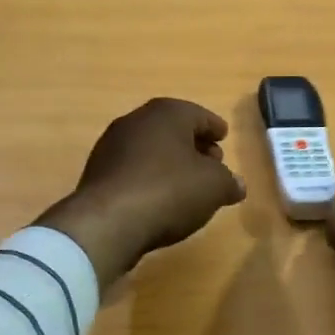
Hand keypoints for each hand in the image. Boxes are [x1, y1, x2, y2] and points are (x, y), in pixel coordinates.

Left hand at [38, 98, 245, 283]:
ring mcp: (111, 145)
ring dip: (170, 162)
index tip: (223, 137)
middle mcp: (136, 120)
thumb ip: (229, 182)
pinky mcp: (97, 172)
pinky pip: (133, 169)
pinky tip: (159, 198)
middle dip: (193, 144)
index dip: (214, 127)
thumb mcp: (213, 187)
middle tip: (211, 163)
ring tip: (187, 184)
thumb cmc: (169, 190)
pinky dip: (149, 176)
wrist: (108, 222)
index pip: (198, 115)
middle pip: (172, 129)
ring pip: (150, 148)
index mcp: (167, 113)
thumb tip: (237, 184)